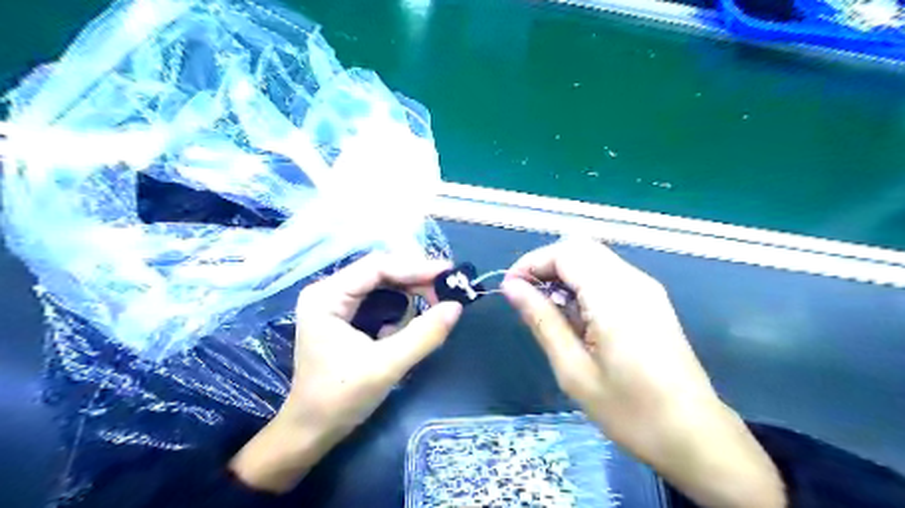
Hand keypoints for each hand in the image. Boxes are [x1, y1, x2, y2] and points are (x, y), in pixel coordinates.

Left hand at [231, 254, 462, 490]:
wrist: (312, 431)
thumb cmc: (340, 399)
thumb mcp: (386, 366)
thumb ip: (423, 335)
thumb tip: (456, 307)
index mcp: (327, 296)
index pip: (377, 267)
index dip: (416, 267)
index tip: (449, 273)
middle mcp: (329, 291)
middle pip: (381, 271)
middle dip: (416, 279)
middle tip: (448, 290)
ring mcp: (336, 302)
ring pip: (383, 283)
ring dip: (412, 291)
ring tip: (437, 302)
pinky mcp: (345, 315)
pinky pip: (380, 299)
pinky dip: (402, 305)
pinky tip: (414, 318)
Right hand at [501, 239, 784, 507]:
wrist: (695, 436)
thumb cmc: (630, 411)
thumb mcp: (574, 370)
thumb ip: (541, 320)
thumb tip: (512, 287)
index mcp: (614, 296)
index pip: (566, 252)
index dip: (532, 263)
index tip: (510, 289)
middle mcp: (634, 281)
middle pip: (580, 248)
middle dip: (546, 265)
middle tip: (526, 298)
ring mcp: (646, 289)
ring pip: (594, 259)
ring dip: (564, 274)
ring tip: (547, 310)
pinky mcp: (651, 300)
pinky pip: (608, 275)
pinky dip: (583, 284)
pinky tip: (575, 316)